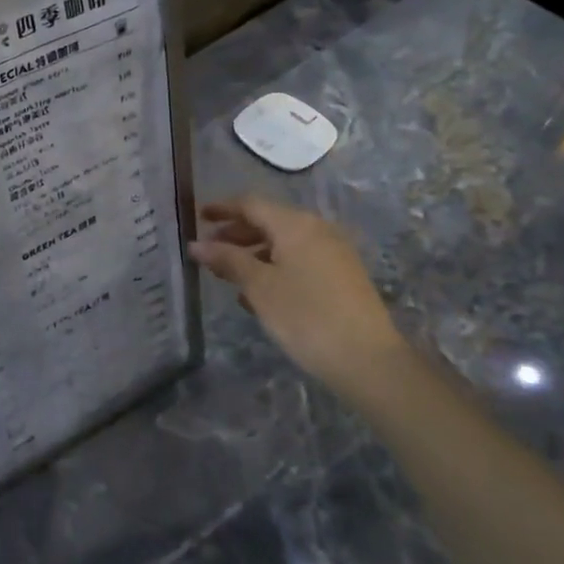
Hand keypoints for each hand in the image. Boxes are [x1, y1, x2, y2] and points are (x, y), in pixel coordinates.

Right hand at [190, 197, 411, 409]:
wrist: (367, 359)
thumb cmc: (306, 316)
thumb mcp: (259, 287)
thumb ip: (227, 260)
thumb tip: (196, 244)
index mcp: (295, 224)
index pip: (251, 204)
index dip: (222, 208)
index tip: (197, 217)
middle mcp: (317, 229)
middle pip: (268, 221)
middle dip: (236, 233)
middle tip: (209, 250)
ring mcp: (334, 252)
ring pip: (284, 242)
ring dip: (254, 253)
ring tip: (229, 275)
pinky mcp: (342, 275)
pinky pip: (300, 259)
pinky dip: (274, 266)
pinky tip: (259, 294)